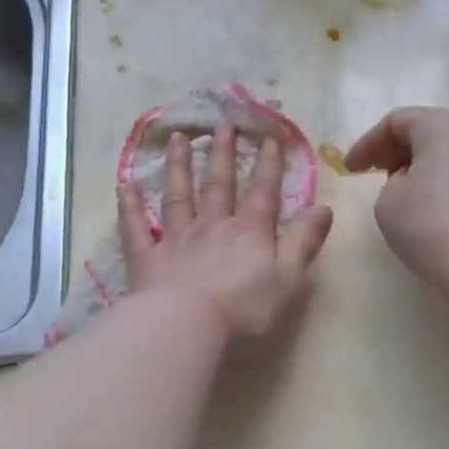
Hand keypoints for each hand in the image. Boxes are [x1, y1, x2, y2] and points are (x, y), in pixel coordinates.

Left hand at [119, 121, 334, 337]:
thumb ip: (303, 241)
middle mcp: (211, 226)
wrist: (186, 326)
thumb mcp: (288, 278)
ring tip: (179, 137)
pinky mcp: (147, 258)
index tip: (269, 136)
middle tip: (223, 123)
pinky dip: (130, 206)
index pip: (262, 192)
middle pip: (218, 184)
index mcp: (248, 232)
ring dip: (178, 165)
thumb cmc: (243, 308)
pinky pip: (137, 227)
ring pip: (177, 195)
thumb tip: (324, 207)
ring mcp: (176, 239)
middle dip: (223, 152)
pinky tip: (124, 185)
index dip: (268, 164)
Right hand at [344, 107, 448, 302]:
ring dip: (430, 168)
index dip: (368, 144)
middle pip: (431, 131)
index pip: (397, 121)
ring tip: (412, 197)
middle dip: (400, 151)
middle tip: (379, 176)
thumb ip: (392, 181)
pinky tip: (445, 214)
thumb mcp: (388, 202)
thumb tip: (415, 181)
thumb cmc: (433, 228)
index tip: (351, 170)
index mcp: (445, 126)